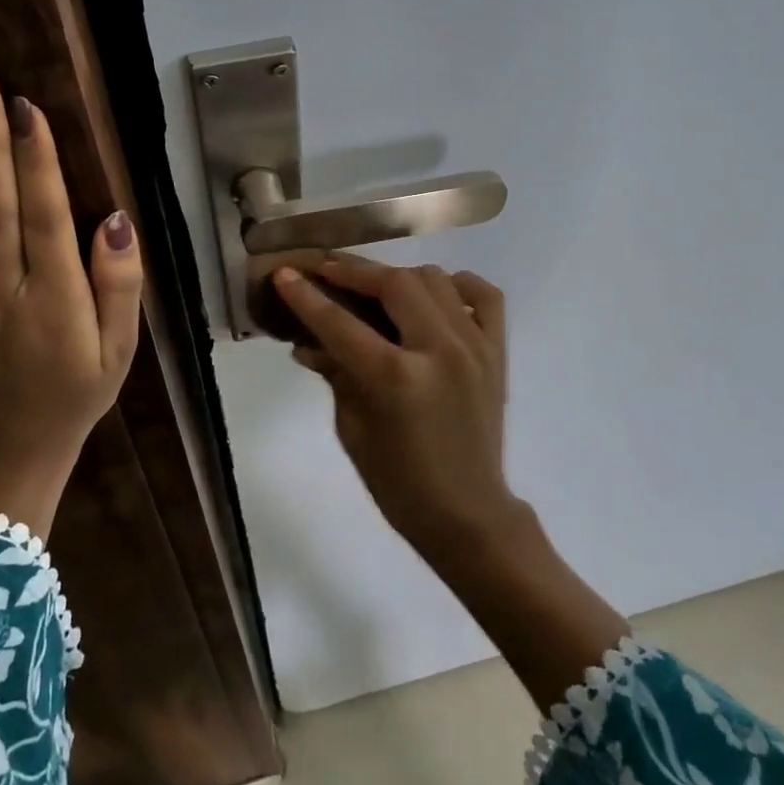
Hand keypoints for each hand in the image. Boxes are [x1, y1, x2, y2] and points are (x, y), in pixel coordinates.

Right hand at [274, 258, 516, 555]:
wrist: (468, 513)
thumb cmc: (399, 483)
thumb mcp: (352, 429)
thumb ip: (335, 375)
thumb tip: (307, 341)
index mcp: (396, 379)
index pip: (340, 323)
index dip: (307, 296)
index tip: (285, 274)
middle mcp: (439, 351)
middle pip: (394, 283)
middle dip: (354, 271)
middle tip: (328, 271)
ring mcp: (475, 347)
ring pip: (435, 280)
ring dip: (399, 277)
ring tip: (376, 289)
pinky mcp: (498, 352)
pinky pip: (485, 296)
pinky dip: (457, 286)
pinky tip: (435, 297)